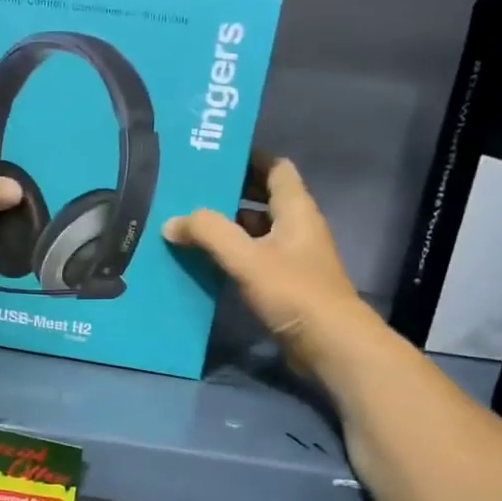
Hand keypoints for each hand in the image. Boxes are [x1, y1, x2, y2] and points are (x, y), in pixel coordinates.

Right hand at [163, 154, 369, 366]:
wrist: (330, 344)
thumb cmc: (295, 292)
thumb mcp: (248, 258)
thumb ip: (209, 234)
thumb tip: (171, 222)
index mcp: (295, 210)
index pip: (276, 168)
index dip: (249, 158)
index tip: (215, 156)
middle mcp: (296, 227)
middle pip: (262, 199)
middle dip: (229, 192)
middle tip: (190, 190)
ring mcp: (291, 257)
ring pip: (255, 231)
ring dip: (226, 226)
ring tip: (187, 223)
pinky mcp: (283, 284)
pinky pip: (252, 258)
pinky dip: (230, 255)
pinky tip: (202, 260)